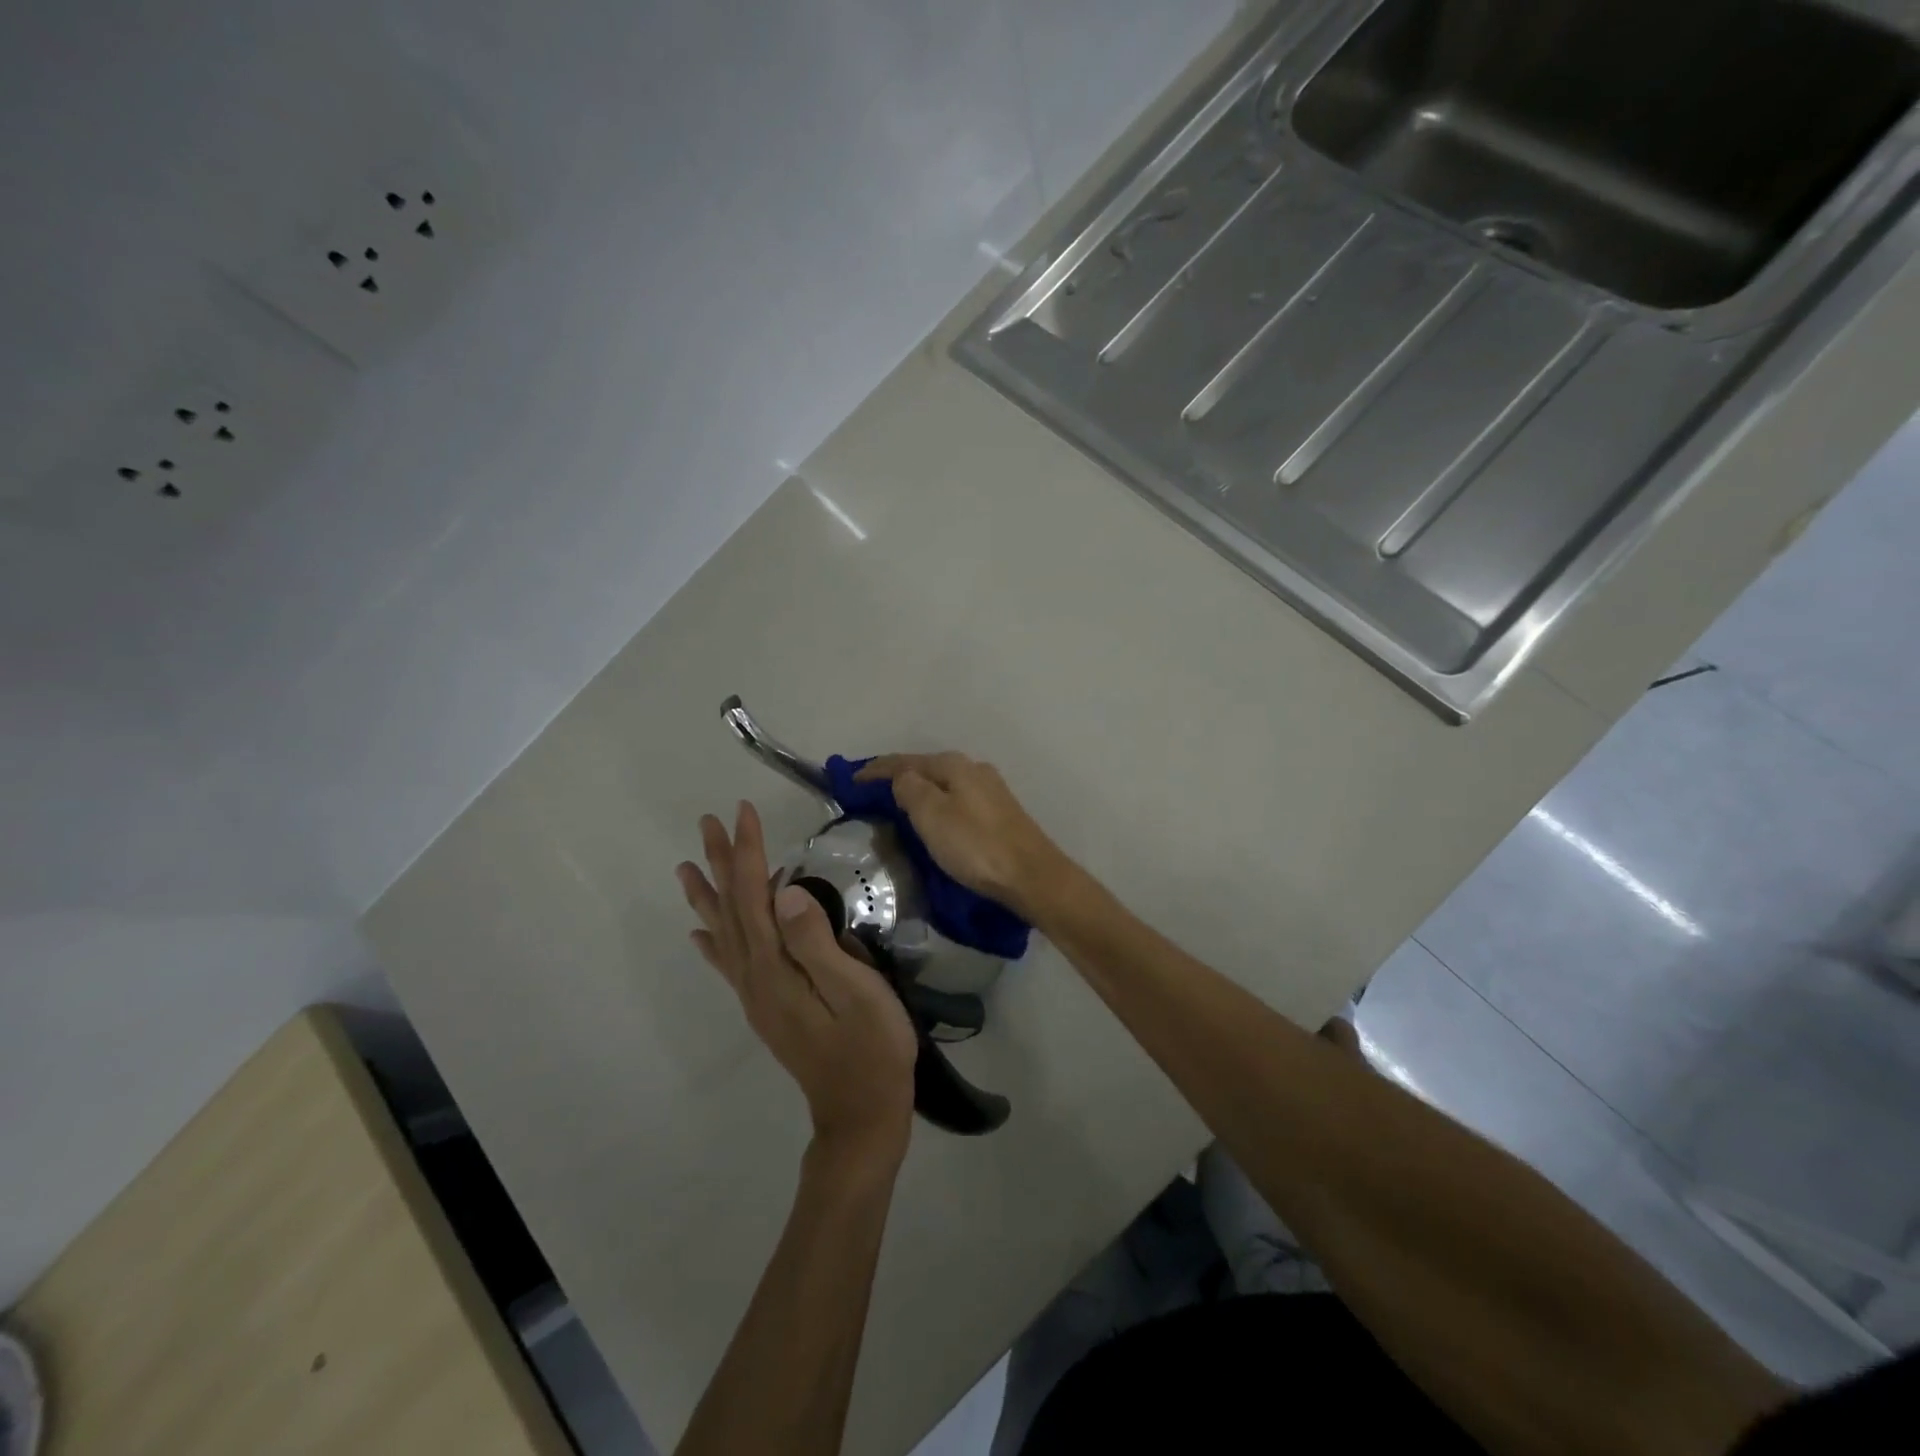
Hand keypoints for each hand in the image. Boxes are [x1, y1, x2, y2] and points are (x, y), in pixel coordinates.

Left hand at [678, 802, 916, 1163]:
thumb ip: (818, 943)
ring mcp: (757, 996)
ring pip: (724, 934)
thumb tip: (785, 892)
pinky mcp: (767, 1008)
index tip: (743, 811)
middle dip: (720, 862)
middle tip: (707, 822)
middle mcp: (755, 978)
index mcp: (776, 969)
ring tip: (686, 868)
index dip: (747, 852)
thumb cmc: (872, 1049)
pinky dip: (712, 943)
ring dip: (708, 896)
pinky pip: (729, 965)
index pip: (754, 896)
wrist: (862, 1115)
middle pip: (730, 910)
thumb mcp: (857, 992)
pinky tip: (700, 934)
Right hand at [854, 753, 1075, 921]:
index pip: (904, 761)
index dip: (875, 770)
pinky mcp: (999, 813)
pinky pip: (955, 801)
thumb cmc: (975, 846)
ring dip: (918, 793)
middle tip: (869, 796)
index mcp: (954, 765)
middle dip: (897, 779)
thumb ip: (910, 789)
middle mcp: (973, 769)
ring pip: (942, 785)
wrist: (1031, 876)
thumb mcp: (932, 815)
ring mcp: (990, 791)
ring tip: (895, 808)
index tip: (850, 782)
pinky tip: (931, 821)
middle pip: (925, 769)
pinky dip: (936, 806)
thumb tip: (900, 778)